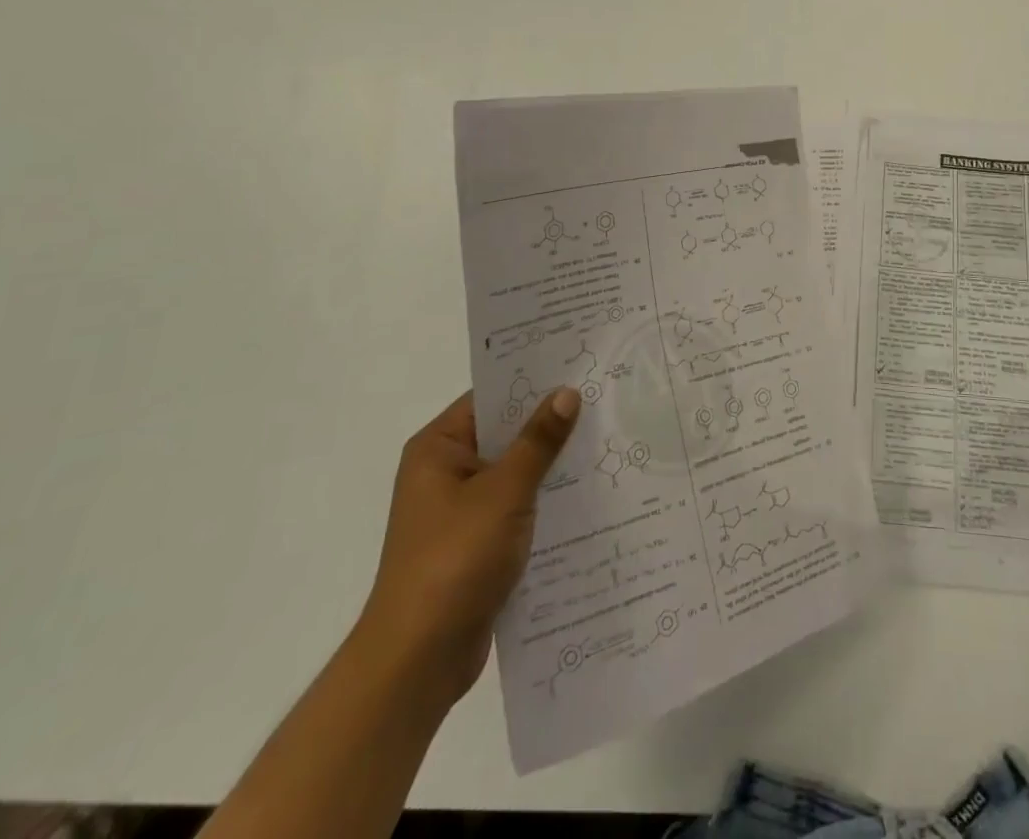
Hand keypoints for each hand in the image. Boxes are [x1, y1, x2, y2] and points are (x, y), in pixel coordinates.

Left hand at [354, 388, 579, 705]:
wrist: (418, 661)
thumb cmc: (454, 560)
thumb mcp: (503, 492)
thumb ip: (538, 441)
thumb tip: (567, 392)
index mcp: (438, 449)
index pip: (492, 397)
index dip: (534, 381)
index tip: (581, 367)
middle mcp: (446, 472)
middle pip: (506, 434)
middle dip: (552, 424)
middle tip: (606, 401)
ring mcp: (462, 511)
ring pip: (517, 472)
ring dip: (554, 465)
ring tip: (610, 440)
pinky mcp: (478, 544)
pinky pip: (519, 507)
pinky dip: (547, 501)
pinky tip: (591, 494)